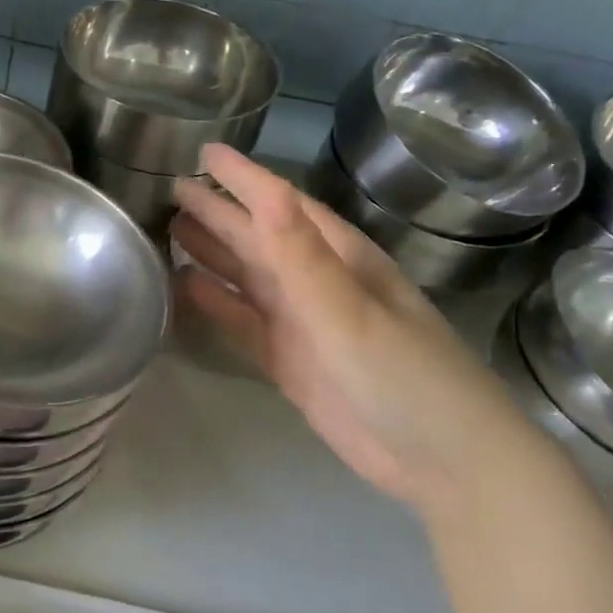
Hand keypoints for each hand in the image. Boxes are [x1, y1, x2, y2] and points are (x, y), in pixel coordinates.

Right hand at [172, 146, 553, 514]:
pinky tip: (185, 289)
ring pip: (246, 277)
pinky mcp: (288, 360)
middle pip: (258, 237)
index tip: (204, 150)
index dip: (244, 177)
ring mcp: (301, 323)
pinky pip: (242, 322)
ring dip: (211, 253)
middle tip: (171, 188)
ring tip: (169, 229)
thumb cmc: (403, 374)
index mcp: (339, 258)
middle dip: (218, 212)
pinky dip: (214, 304)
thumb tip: (263, 191)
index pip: (283, 204)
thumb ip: (301, 255)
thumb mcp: (349, 310)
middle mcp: (316, 282)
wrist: (442, 462)